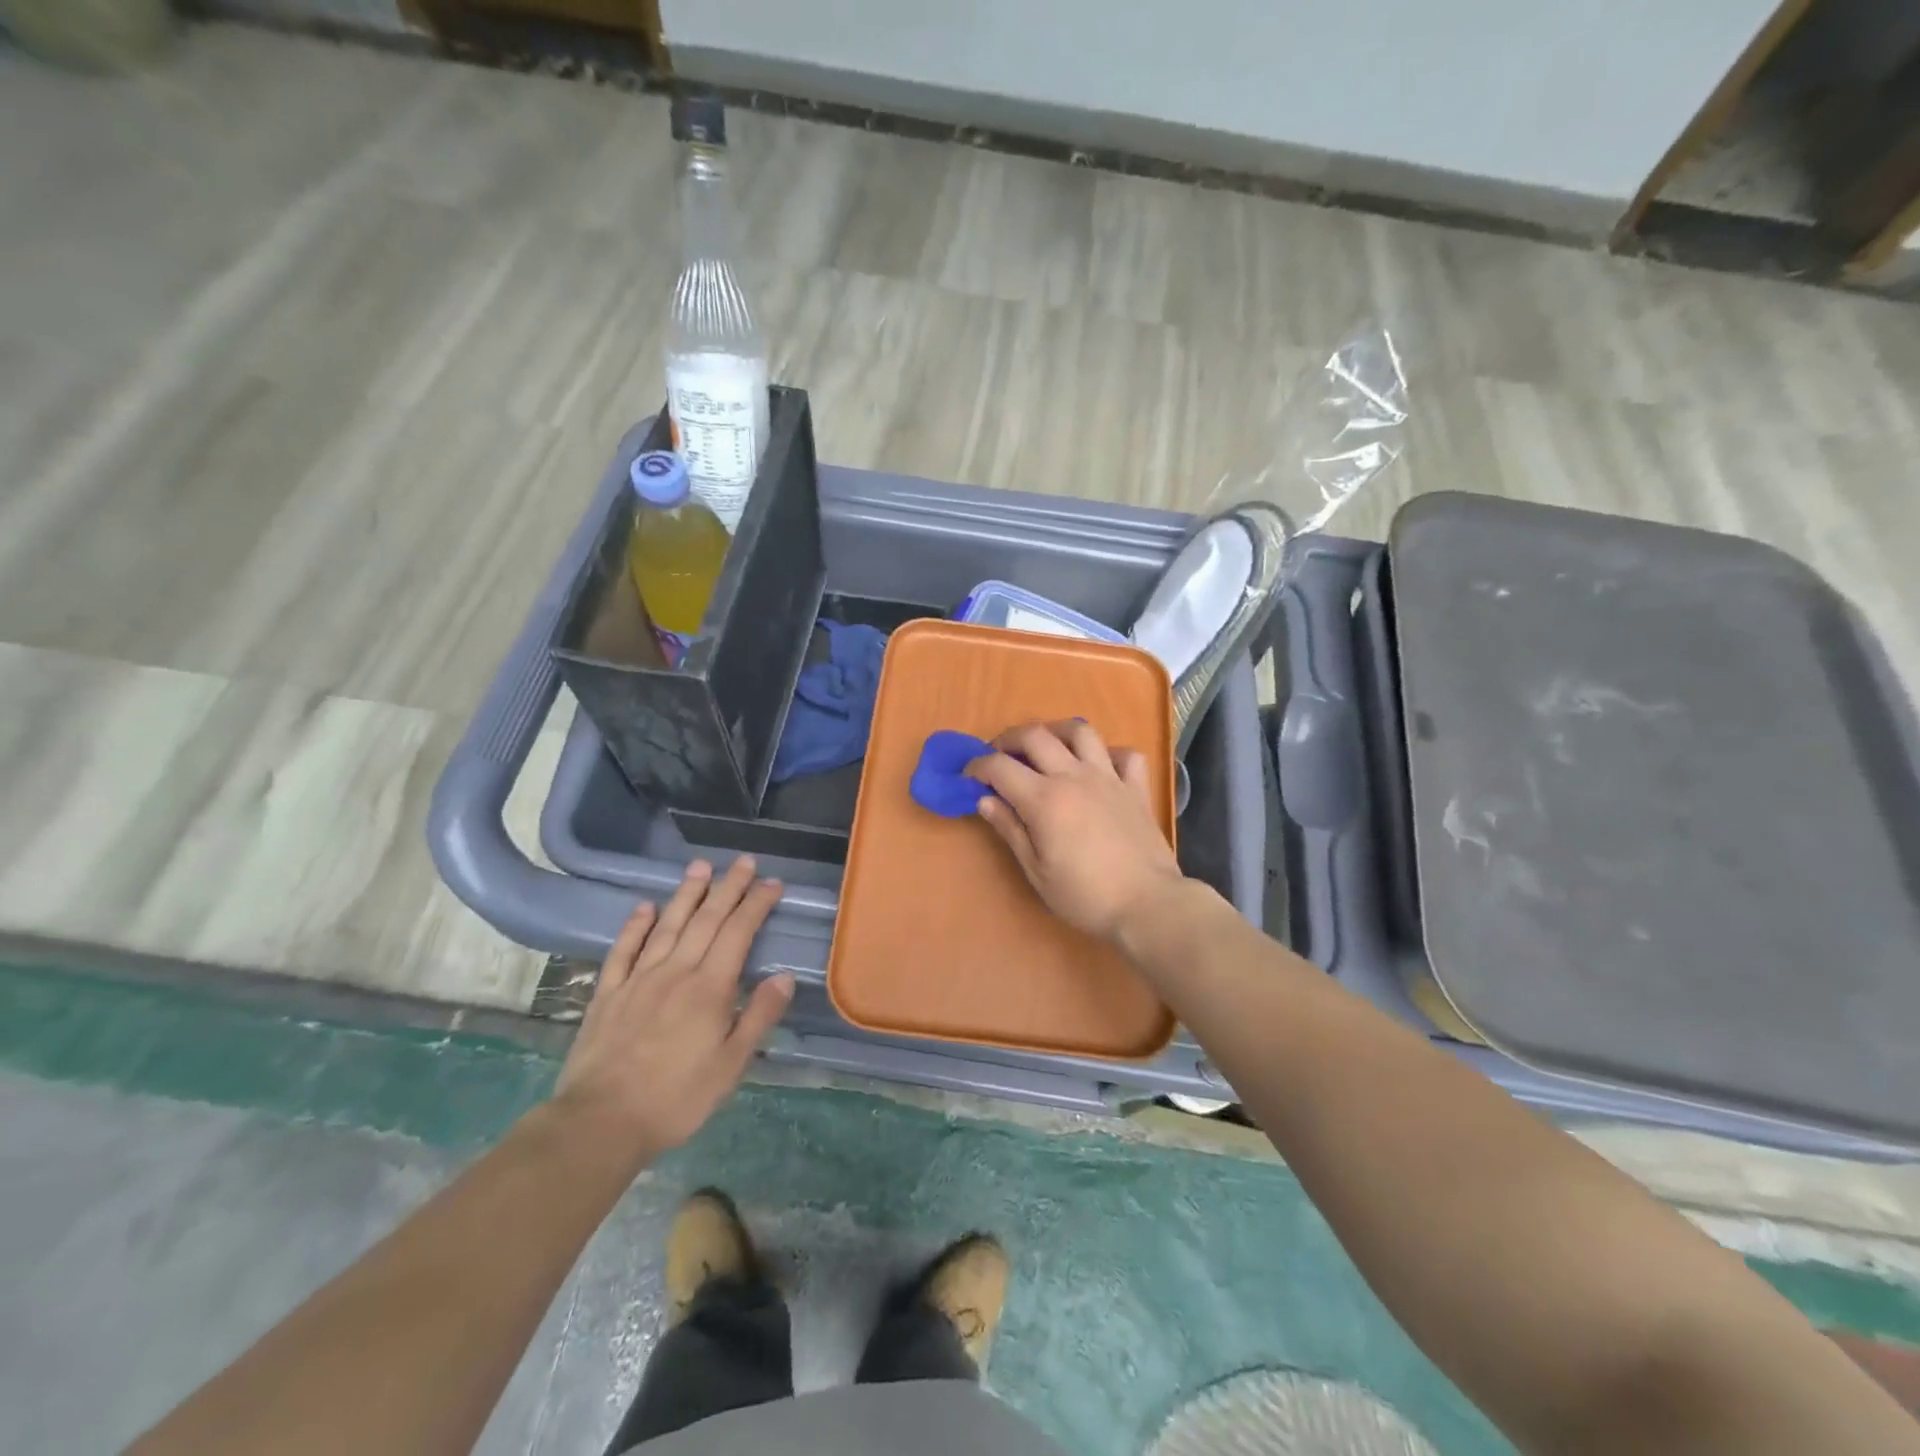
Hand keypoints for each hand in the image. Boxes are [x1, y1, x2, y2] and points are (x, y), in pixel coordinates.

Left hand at [553, 858, 793, 1163]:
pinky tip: (644, 907)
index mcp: (709, 988)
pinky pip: (623, 950)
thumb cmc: (676, 1098)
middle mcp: (676, 972)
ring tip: (700, 866)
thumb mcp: (731, 1066)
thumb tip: (785, 976)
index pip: (738, 934)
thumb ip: (758, 1017)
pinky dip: (635, 926)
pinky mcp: (608, 994)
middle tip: (744, 862)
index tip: (772, 884)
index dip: (756, 905)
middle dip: (728, 888)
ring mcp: (638, 980)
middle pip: (706, 920)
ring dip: (686, 894)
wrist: (600, 1122)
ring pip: (667, 925)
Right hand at [966, 720, 1186, 941]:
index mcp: (1044, 798)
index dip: (978, 766)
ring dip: (1056, 733)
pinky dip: (1109, 754)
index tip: (969, 776)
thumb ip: (1010, 829)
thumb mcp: (1036, 871)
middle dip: (1009, 739)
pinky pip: (1125, 754)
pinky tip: (1100, 767)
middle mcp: (1074, 776)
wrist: (1147, 904)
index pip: (1000, 766)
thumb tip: (984, 800)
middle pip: (1035, 735)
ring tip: (1047, 749)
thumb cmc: (1085, 895)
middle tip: (1000, 756)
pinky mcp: (1136, 787)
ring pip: (1081, 732)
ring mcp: (1109, 777)